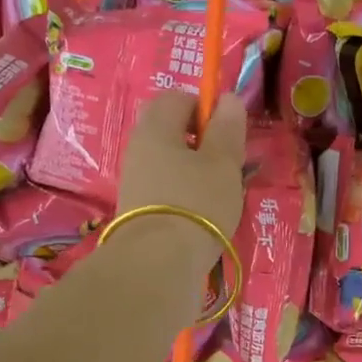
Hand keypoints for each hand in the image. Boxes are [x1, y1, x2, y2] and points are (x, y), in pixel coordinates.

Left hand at [114, 91, 248, 276]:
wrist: (158, 263)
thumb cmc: (197, 202)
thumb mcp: (223, 162)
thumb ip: (227, 128)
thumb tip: (227, 98)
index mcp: (156, 128)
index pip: (177, 97)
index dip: (204, 107)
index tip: (226, 133)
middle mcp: (138, 148)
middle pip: (170, 130)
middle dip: (200, 141)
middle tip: (225, 162)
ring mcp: (134, 180)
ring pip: (168, 161)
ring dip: (194, 170)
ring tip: (219, 193)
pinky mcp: (136, 209)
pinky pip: (163, 187)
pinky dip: (183, 193)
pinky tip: (202, 214)